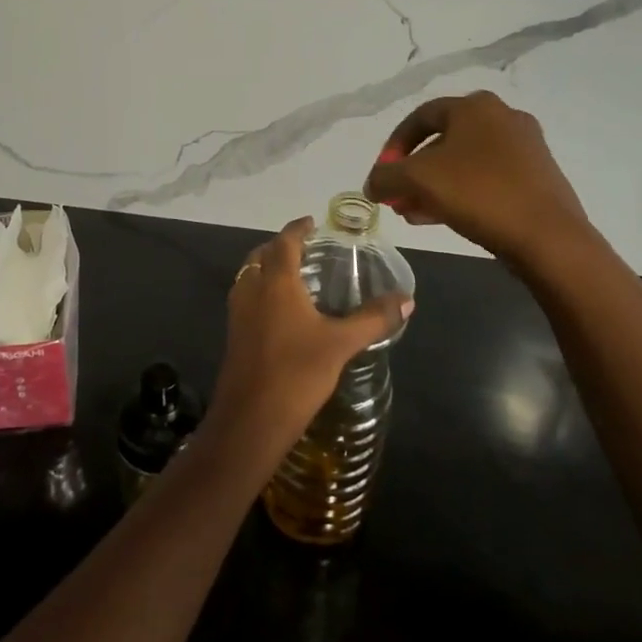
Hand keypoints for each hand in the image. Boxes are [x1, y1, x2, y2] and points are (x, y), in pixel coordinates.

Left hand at [208, 217, 412, 458]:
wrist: (250, 419)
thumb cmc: (297, 372)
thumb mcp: (341, 344)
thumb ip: (373, 319)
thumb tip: (407, 300)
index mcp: (276, 282)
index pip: (285, 242)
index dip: (297, 229)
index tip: (311, 222)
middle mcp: (252, 290)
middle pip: (261, 255)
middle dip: (280, 246)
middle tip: (305, 248)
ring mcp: (238, 313)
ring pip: (249, 276)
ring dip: (266, 267)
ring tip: (294, 275)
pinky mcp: (234, 335)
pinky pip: (246, 298)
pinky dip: (261, 290)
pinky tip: (281, 311)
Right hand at [363, 91, 591, 265]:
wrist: (548, 236)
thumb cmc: (478, 193)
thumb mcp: (418, 180)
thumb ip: (385, 177)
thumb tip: (372, 183)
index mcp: (475, 107)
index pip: (420, 116)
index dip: (394, 145)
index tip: (382, 174)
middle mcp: (502, 118)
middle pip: (442, 141)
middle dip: (413, 171)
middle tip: (397, 198)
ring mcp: (524, 147)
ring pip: (464, 163)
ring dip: (433, 186)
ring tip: (413, 213)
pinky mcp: (537, 176)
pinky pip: (486, 178)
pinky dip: (460, 193)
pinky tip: (442, 219)